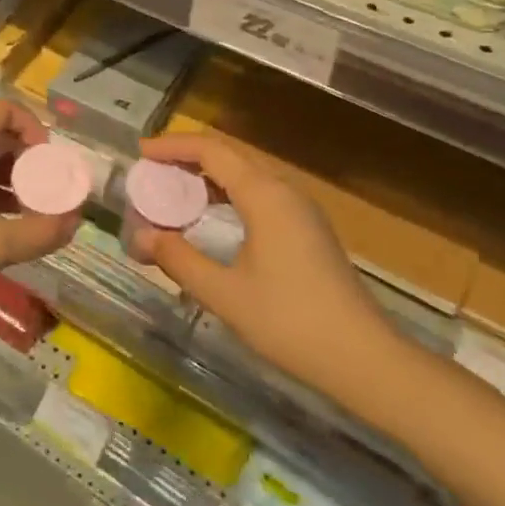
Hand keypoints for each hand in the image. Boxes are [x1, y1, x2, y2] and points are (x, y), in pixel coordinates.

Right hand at [126, 131, 401, 391]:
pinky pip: (258, 195)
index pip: (211, 150)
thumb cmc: (291, 322)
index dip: (172, 146)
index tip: (140, 153)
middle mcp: (283, 190)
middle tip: (149, 173)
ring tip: (171, 193)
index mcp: (264, 194)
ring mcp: (299, 209)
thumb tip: (142, 236)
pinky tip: (209, 218)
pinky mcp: (306, 229)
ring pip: (245, 175)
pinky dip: (226, 195)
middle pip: (228, 156)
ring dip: (206, 178)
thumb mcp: (225, 294)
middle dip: (186, 159)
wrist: (364, 359)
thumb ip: (179, 260)